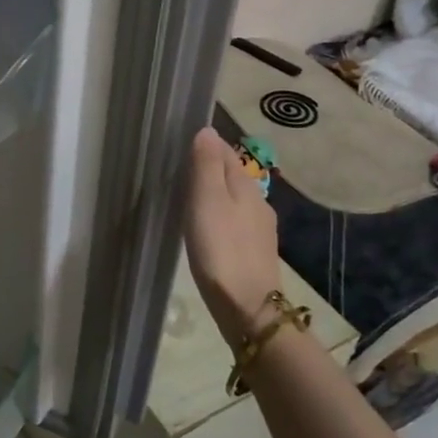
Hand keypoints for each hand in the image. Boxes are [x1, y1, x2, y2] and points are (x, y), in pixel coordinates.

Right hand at [184, 128, 279, 346]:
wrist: (247, 307)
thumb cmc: (221, 249)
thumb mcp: (207, 200)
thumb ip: (206, 165)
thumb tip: (207, 131)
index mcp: (247, 185)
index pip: (226, 151)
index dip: (205, 145)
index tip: (180, 146)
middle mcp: (258, 202)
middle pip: (232, 175)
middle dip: (209, 168)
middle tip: (178, 171)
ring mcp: (259, 229)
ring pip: (234, 199)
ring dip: (215, 194)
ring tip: (188, 198)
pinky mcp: (254, 252)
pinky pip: (235, 222)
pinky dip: (220, 216)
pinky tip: (207, 229)